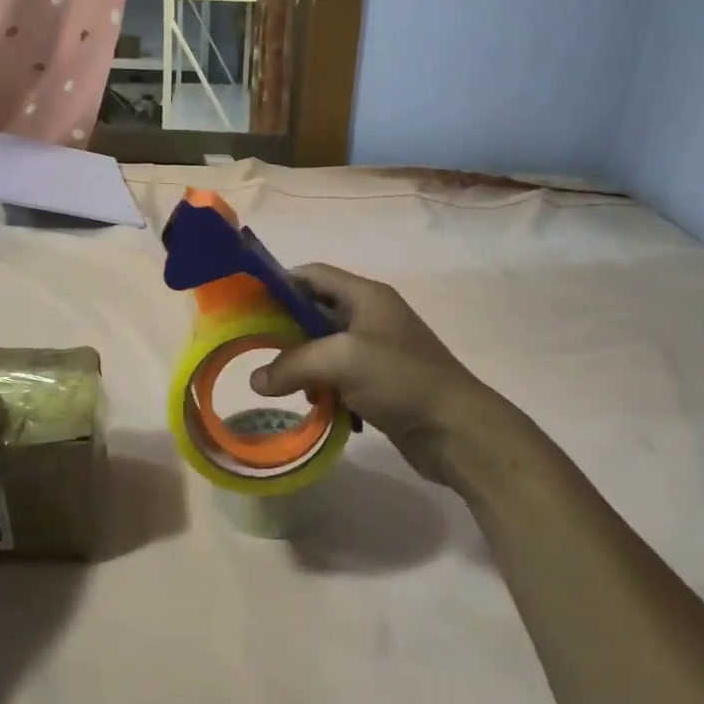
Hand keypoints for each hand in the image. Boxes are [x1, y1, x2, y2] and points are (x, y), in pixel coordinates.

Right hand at [252, 265, 514, 488]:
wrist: (456, 429)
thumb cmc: (400, 379)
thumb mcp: (341, 361)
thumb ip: (292, 364)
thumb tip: (256, 380)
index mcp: (365, 296)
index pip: (313, 274)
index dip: (279, 283)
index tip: (247, 305)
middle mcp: (370, 316)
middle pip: (315, 311)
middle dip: (284, 329)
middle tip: (253, 349)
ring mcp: (376, 350)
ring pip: (324, 347)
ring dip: (301, 363)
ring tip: (280, 382)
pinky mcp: (379, 382)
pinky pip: (338, 376)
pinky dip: (321, 386)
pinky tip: (312, 404)